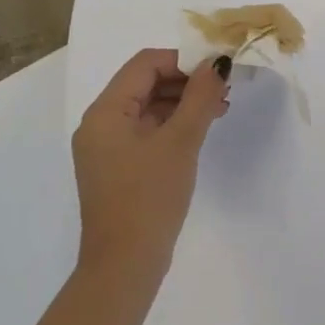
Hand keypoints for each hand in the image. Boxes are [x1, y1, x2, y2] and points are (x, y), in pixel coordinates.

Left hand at [72, 49, 229, 290]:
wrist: (125, 265)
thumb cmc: (150, 197)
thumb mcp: (180, 141)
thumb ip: (200, 97)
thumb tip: (218, 63)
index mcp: (106, 112)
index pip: (145, 64)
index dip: (183, 60)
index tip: (218, 69)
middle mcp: (100, 124)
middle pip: (145, 83)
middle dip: (186, 81)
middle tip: (224, 90)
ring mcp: (107, 148)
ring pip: (148, 107)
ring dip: (183, 102)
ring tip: (220, 109)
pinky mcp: (119, 168)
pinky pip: (147, 131)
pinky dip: (173, 125)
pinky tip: (200, 131)